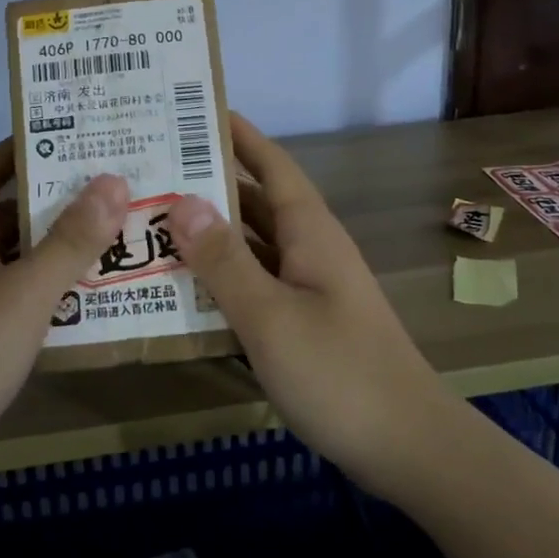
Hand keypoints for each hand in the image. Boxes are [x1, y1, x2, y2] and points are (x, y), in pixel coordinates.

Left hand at [0, 141, 128, 505]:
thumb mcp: (24, 292)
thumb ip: (70, 240)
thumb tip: (114, 180)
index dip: (24, 146)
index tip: (77, 135)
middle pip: (14, 211)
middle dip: (62, 198)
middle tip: (120, 186)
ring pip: (22, 257)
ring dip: (64, 246)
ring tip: (121, 233)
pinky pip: (23, 298)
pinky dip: (55, 291)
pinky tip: (97, 297)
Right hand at [165, 115, 454, 495]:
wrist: (408, 447)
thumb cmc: (339, 373)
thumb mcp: (271, 316)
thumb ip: (225, 261)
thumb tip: (182, 200)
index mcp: (310, 232)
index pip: (271, 165)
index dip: (238, 135)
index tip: (194, 111)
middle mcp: (310, 250)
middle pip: (255, 204)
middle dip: (208, 184)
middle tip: (151, 171)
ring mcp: (309, 289)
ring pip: (253, 247)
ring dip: (211, 235)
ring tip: (154, 223)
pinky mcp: (304, 323)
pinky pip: (256, 285)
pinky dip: (222, 279)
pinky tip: (185, 288)